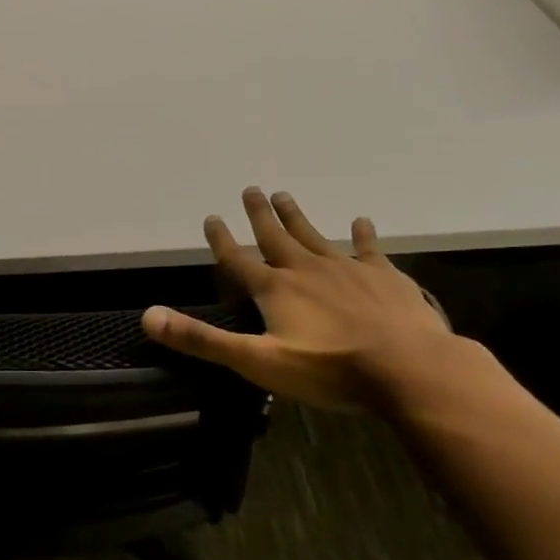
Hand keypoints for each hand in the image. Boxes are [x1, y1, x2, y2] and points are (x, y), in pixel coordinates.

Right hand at [141, 187, 458, 410]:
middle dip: (260, 214)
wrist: (411, 370)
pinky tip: (361, 221)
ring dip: (297, 217)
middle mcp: (306, 269)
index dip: (222, 241)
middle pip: (276, 236)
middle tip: (251, 189)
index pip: (238, 259)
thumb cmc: (329, 369)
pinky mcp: (385, 278)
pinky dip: (362, 234)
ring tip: (284, 195)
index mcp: (275, 289)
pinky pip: (368, 249)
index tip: (211, 218)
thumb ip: (201, 339)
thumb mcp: (256, 361)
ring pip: (314, 236)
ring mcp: (348, 270)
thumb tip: (148, 316)